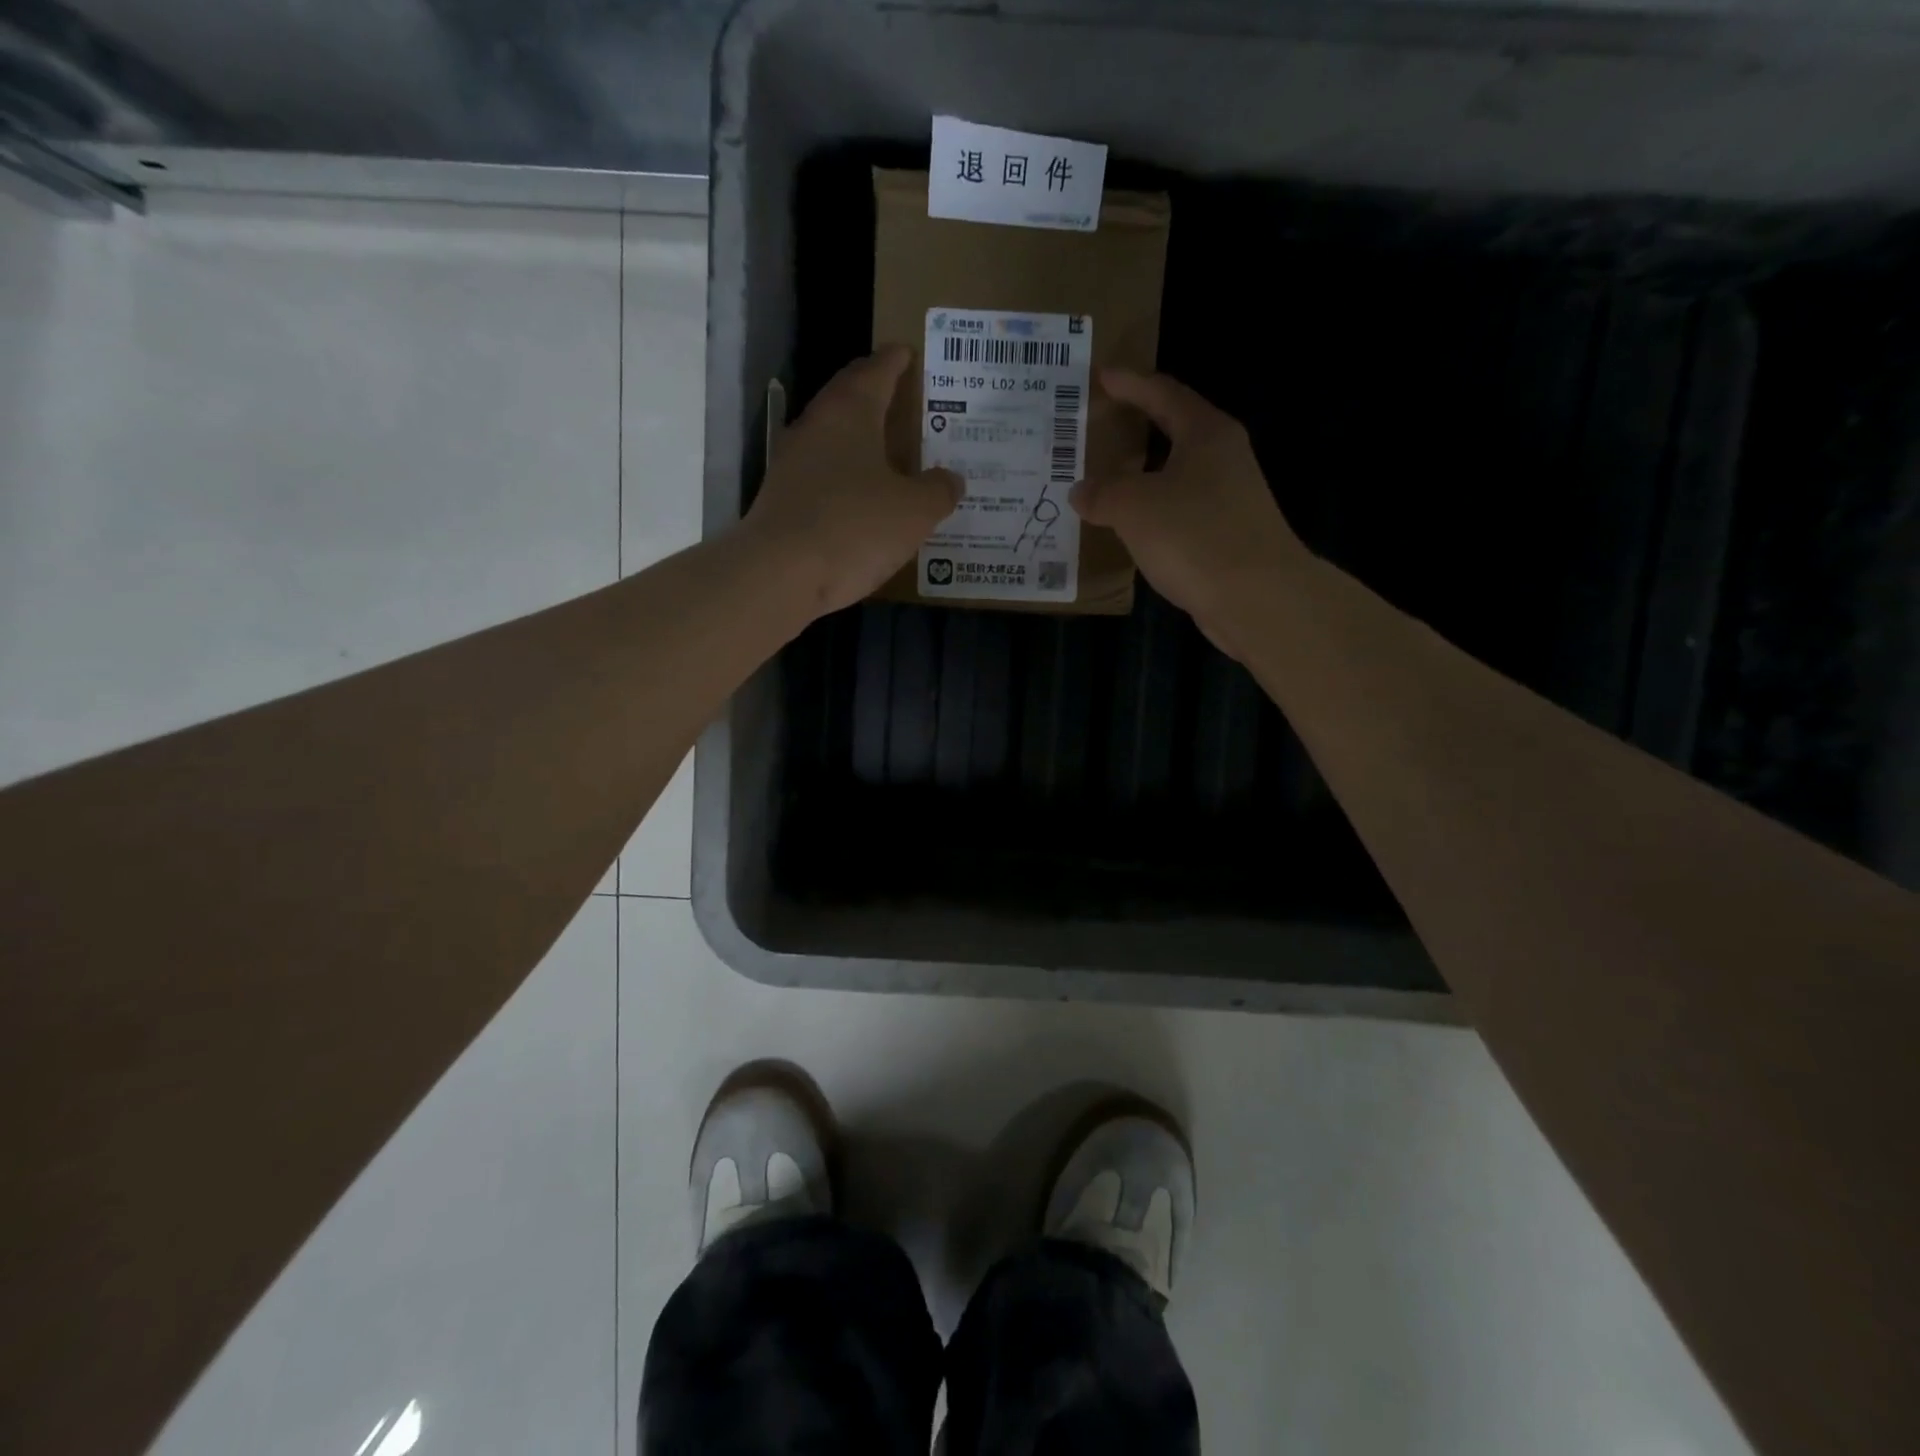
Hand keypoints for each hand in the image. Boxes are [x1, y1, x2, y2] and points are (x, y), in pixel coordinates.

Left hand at [741, 346, 961, 617]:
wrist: (779, 575)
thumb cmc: (854, 527)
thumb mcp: (914, 511)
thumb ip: (938, 490)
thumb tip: (951, 479)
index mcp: (850, 412)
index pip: (876, 370)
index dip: (896, 361)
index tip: (909, 353)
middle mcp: (816, 427)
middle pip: (850, 399)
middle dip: (877, 397)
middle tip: (906, 402)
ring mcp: (793, 464)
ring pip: (834, 439)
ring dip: (861, 441)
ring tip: (891, 453)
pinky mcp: (783, 500)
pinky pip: (824, 476)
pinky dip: (846, 477)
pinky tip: (863, 498)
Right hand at [1070, 369, 1307, 656]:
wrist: (1256, 597)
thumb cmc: (1195, 535)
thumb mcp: (1135, 506)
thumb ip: (1103, 492)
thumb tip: (1081, 491)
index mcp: (1206, 433)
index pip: (1163, 393)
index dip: (1129, 384)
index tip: (1100, 377)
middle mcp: (1223, 458)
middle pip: (1174, 432)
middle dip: (1135, 430)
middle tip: (1096, 429)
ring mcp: (1229, 499)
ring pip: (1176, 476)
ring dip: (1141, 477)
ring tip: (1103, 482)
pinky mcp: (1227, 536)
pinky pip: (1179, 513)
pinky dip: (1151, 514)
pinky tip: (1128, 530)